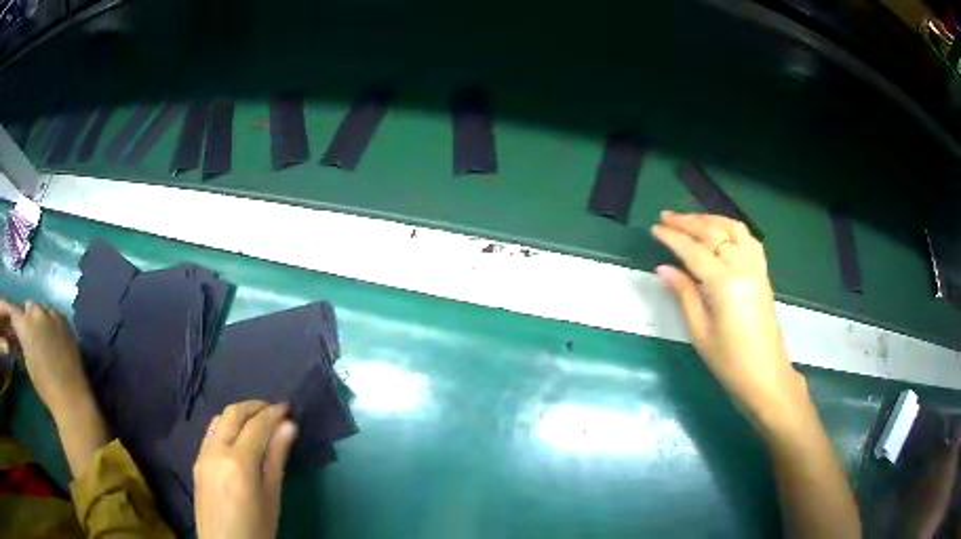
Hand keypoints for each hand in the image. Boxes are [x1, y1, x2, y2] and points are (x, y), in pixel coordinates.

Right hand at [0, 299, 89, 415]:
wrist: (70, 396)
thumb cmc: (45, 386)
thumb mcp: (28, 362)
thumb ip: (24, 340)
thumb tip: (22, 333)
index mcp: (24, 324)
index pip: (14, 312)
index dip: (14, 320)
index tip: (15, 327)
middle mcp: (36, 312)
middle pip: (28, 307)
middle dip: (28, 319)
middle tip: (31, 336)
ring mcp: (51, 313)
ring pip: (41, 308)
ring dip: (40, 319)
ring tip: (44, 338)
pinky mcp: (64, 319)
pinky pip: (54, 315)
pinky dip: (51, 323)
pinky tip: (55, 339)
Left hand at [194, 401, 297, 538]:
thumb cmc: (257, 528)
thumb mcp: (272, 497)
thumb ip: (277, 458)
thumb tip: (289, 426)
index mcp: (238, 462)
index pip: (256, 426)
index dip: (273, 414)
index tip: (288, 407)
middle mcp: (216, 451)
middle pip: (233, 414)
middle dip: (254, 406)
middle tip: (274, 410)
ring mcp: (203, 455)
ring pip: (218, 420)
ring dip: (238, 414)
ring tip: (257, 420)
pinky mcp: (197, 461)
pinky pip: (210, 433)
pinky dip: (225, 425)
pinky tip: (237, 437)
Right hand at [651, 211, 807, 426]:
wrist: (766, 376)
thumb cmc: (730, 362)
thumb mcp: (700, 333)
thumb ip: (684, 295)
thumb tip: (664, 268)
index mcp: (724, 284)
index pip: (694, 251)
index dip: (673, 238)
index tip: (654, 228)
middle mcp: (742, 267)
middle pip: (714, 233)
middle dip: (688, 222)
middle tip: (666, 217)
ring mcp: (756, 267)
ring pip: (733, 229)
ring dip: (710, 219)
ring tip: (691, 219)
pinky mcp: (763, 273)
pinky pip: (748, 239)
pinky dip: (732, 228)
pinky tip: (722, 231)